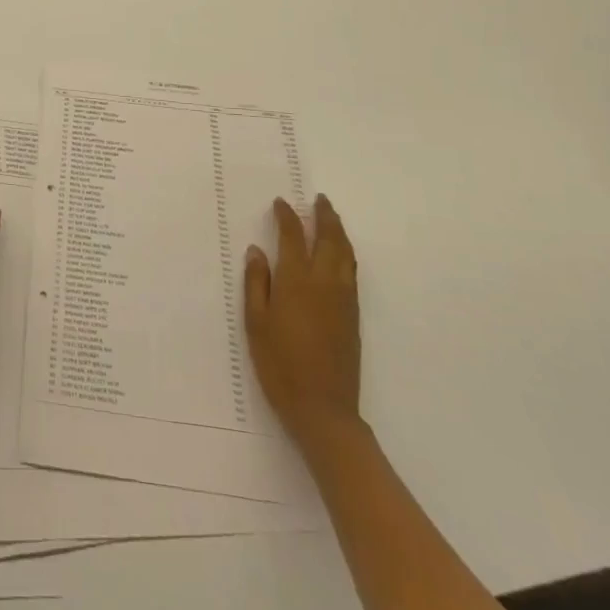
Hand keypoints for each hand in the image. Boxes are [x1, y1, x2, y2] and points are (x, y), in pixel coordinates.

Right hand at [244, 195, 361, 450]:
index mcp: (297, 282)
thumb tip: (257, 251)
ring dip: (339, 232)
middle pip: (329, 240)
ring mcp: (343, 300)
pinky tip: (340, 254)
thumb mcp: (256, 323)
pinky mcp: (353, 316)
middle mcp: (324, 284)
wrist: (323, 409)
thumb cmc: (280, 365)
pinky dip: (346, 253)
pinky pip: (351, 272)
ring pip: (346, 255)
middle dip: (324, 217)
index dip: (287, 217)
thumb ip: (257, 283)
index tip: (280, 203)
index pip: (294, 237)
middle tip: (318, 200)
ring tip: (331, 218)